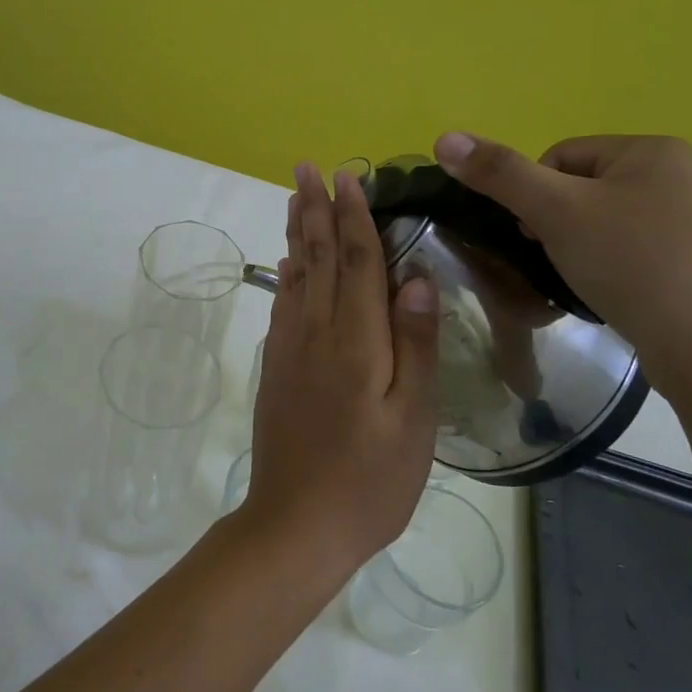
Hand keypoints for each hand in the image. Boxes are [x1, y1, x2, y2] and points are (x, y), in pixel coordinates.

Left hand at [240, 163, 439, 579]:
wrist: (295, 524)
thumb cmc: (369, 480)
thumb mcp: (411, 418)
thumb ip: (414, 344)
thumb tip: (416, 276)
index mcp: (355, 340)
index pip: (357, 262)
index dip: (354, 217)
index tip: (348, 177)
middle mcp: (315, 332)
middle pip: (318, 257)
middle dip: (315, 209)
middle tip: (306, 168)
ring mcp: (289, 348)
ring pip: (295, 275)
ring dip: (297, 233)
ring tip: (295, 199)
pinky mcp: (276, 367)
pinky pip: (283, 305)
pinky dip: (286, 275)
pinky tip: (287, 265)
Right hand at [433, 133, 691, 391]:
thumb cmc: (631, 264)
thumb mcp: (555, 212)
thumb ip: (498, 173)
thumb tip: (444, 137)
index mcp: (654, 149)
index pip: (560, 157)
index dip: (535, 196)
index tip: (538, 236)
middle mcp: (684, 174)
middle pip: (583, 188)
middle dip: (558, 223)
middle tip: (559, 259)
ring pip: (606, 222)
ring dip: (581, 246)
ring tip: (586, 280)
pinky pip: (635, 250)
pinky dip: (613, 267)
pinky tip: (614, 293)